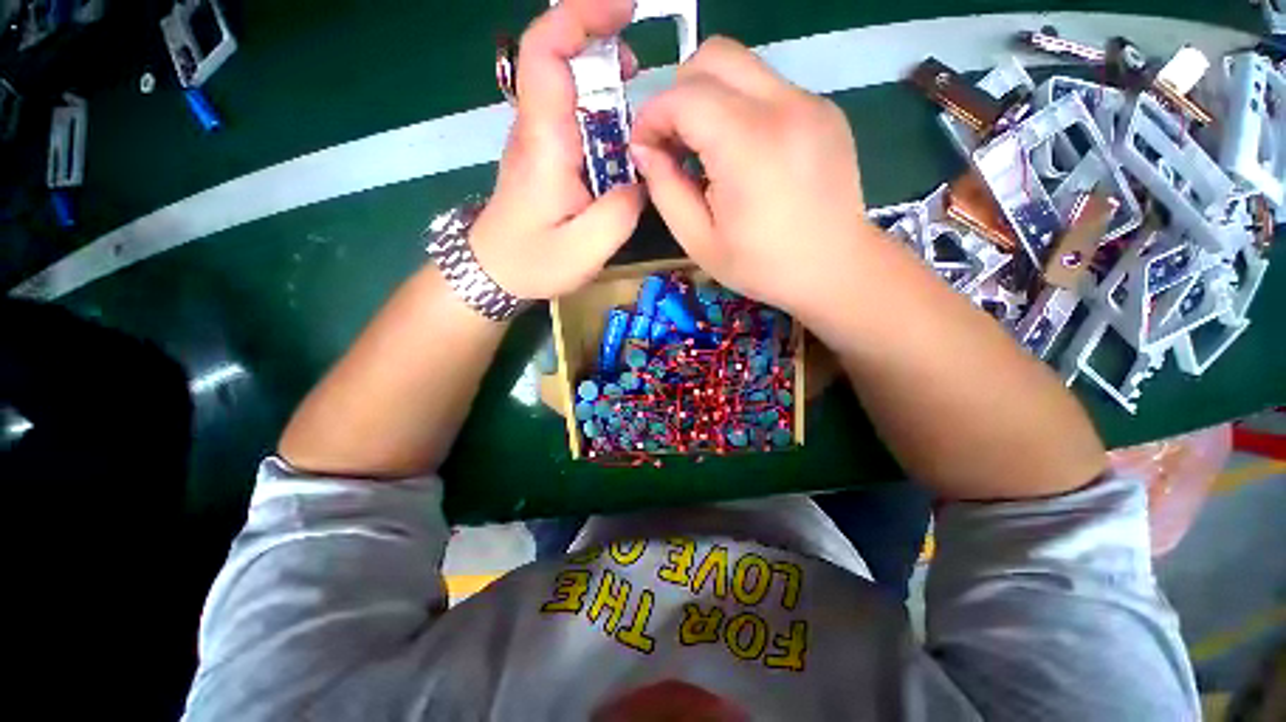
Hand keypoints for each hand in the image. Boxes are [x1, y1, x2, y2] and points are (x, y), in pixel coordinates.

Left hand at [468, 0, 645, 301]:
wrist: (494, 271)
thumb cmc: (532, 262)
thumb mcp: (583, 250)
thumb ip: (619, 215)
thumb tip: (641, 182)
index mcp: (544, 143)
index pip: (545, 53)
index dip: (579, 16)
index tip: (623, 9)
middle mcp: (536, 129)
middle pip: (555, 57)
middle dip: (597, 39)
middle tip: (638, 63)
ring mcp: (538, 139)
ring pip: (565, 83)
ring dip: (601, 73)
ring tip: (636, 90)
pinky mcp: (544, 154)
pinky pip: (570, 112)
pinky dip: (598, 105)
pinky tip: (620, 128)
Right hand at [629, 37, 870, 314]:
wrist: (835, 269)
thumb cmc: (762, 265)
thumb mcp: (699, 241)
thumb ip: (665, 190)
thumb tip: (645, 150)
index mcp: (747, 146)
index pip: (683, 96)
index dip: (651, 117)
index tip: (643, 148)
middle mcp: (783, 106)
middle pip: (713, 57)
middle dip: (679, 94)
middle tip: (675, 142)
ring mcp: (810, 102)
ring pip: (742, 67)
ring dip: (710, 99)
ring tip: (708, 151)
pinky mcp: (824, 109)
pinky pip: (768, 88)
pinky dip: (741, 109)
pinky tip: (745, 155)